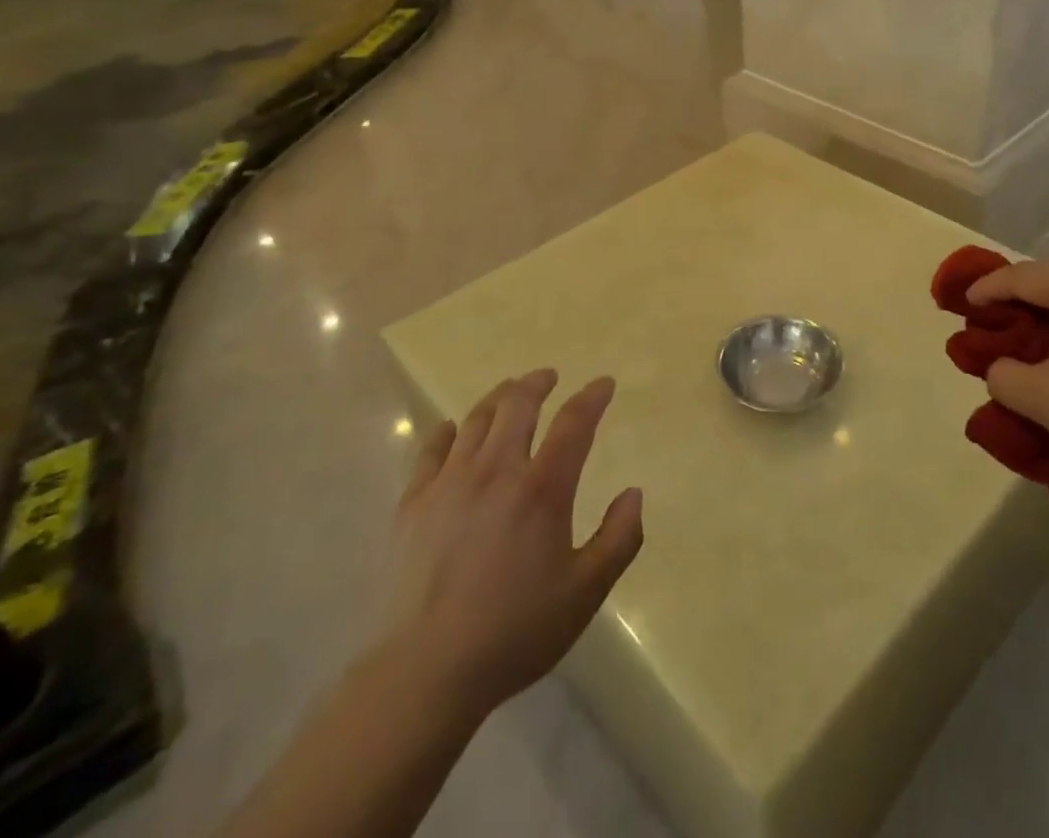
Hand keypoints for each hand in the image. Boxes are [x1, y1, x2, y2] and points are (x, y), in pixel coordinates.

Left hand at [372, 371, 642, 722]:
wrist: (427, 671)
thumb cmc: (515, 631)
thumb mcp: (586, 592)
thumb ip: (619, 538)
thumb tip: (634, 493)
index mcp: (542, 488)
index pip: (574, 423)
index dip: (592, 397)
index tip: (604, 383)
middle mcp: (496, 470)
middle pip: (518, 404)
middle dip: (537, 383)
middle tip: (548, 377)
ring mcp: (450, 482)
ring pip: (475, 419)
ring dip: (498, 398)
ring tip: (509, 393)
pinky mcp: (414, 502)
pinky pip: (431, 449)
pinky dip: (446, 431)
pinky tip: (452, 429)